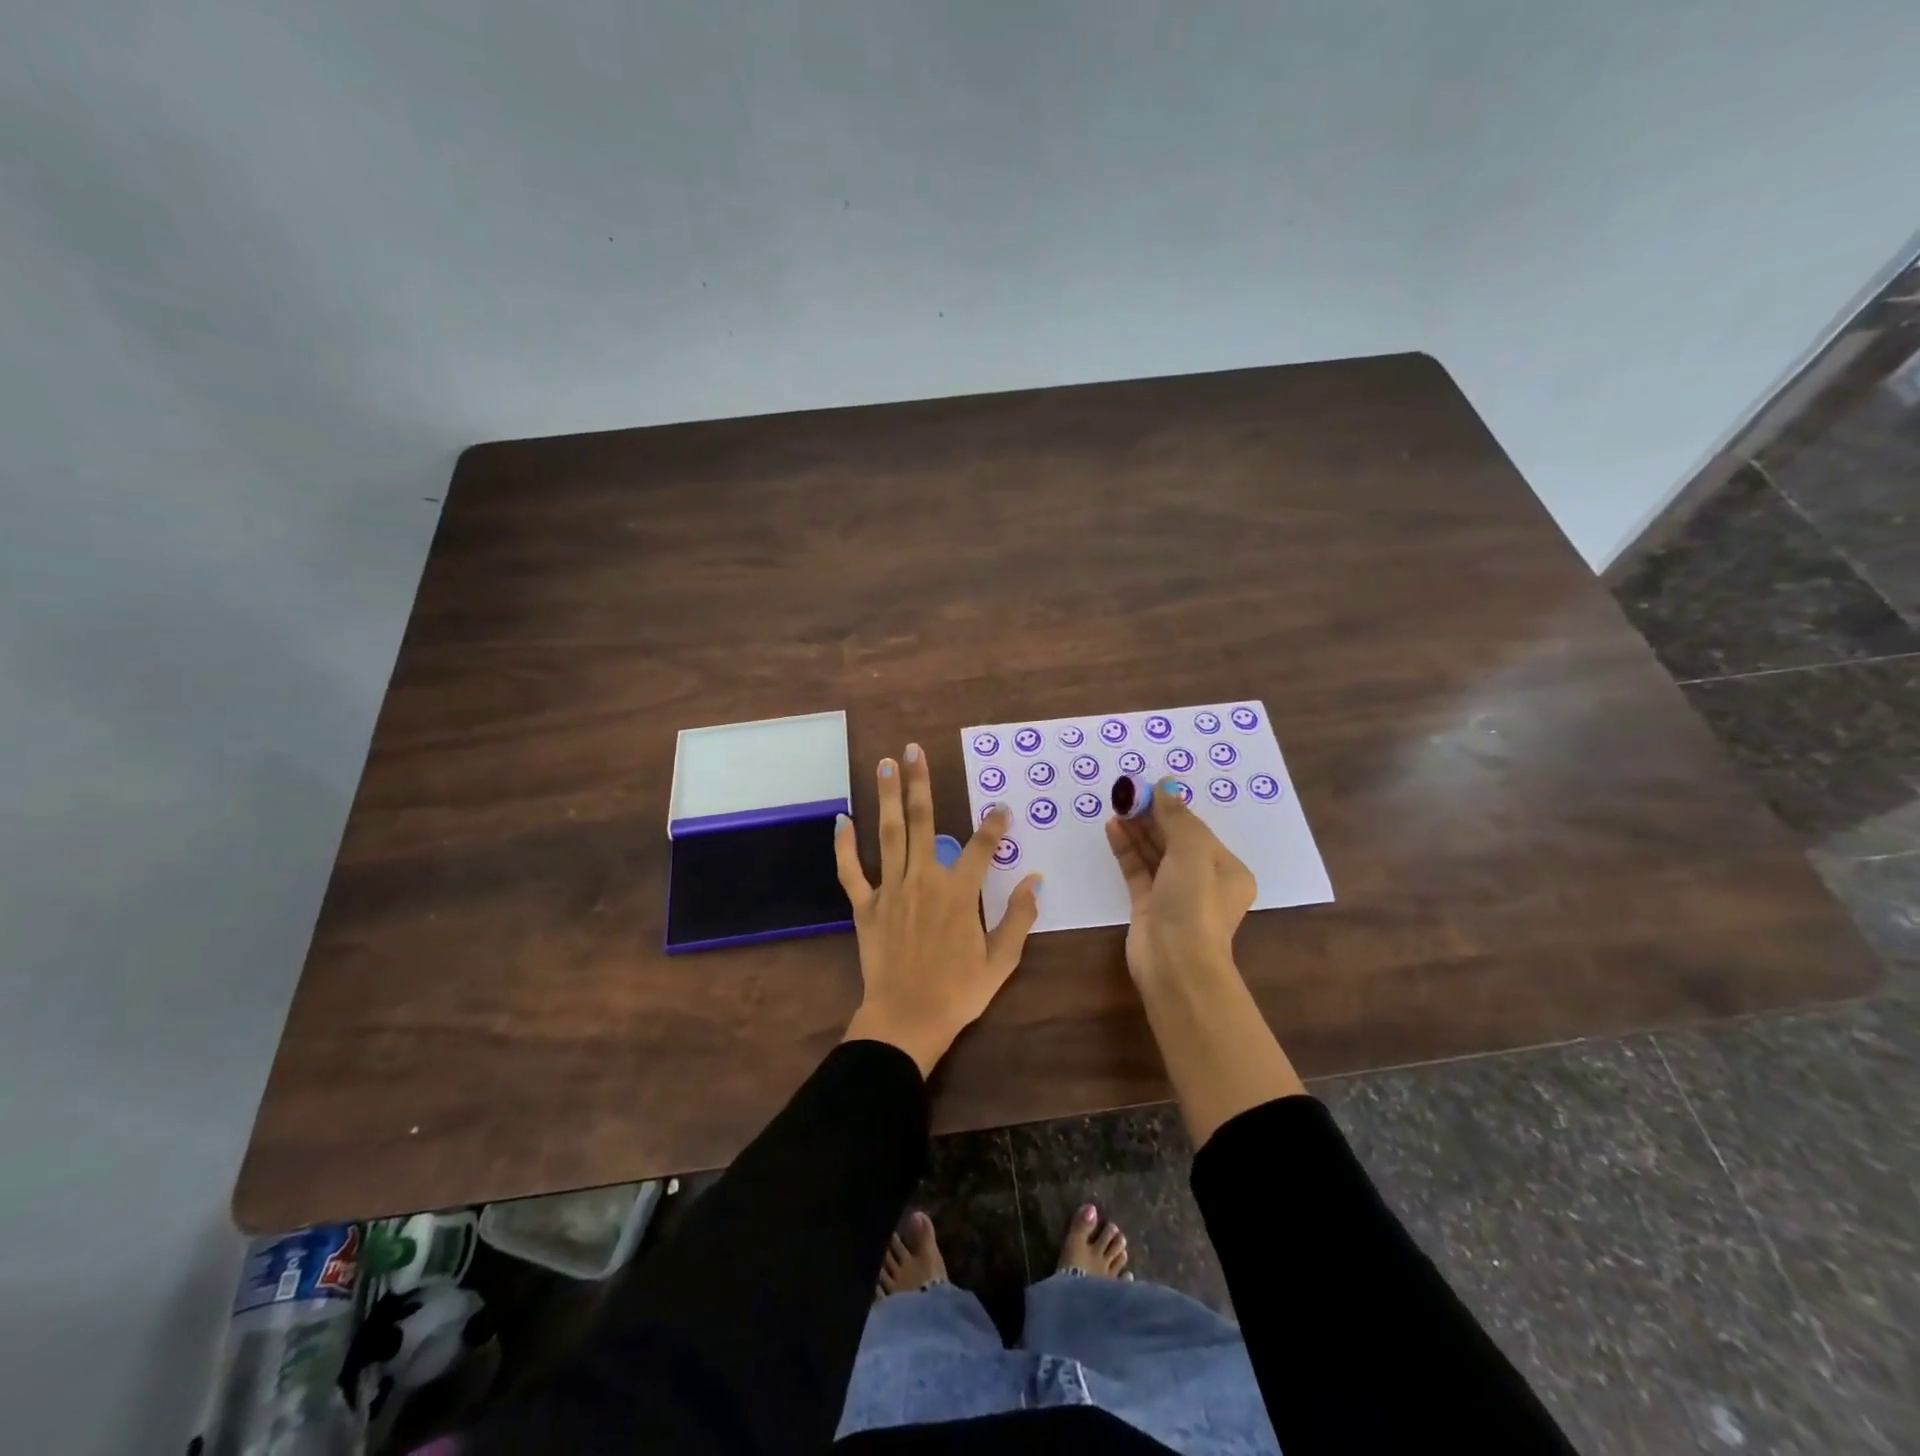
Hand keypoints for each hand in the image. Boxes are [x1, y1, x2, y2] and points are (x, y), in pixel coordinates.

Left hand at [836, 743, 1042, 1075]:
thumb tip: (1034, 880)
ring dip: (887, 797)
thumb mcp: (1002, 960)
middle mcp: (924, 880)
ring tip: (885, 765)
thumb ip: (1019, 917)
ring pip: (889, 834)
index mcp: (959, 893)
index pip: (981, 846)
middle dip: (920, 783)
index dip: (994, 824)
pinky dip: (844, 846)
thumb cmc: (958, 992)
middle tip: (914, 750)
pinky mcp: (865, 906)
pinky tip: (841, 819)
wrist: (907, 1020)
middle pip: (924, 823)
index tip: (1001, 806)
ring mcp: (891, 890)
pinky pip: (851, 871)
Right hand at [1105, 779, 1256, 988]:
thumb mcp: (1192, 852)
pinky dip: (1126, 850)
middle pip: (1174, 840)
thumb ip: (1177, 817)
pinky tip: (1112, 829)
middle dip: (1151, 816)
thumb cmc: (1194, 904)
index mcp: (1227, 870)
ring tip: (1116, 806)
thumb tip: (1166, 785)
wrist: (1176, 964)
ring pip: (1154, 854)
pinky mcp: (1148, 907)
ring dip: (1137, 830)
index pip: (1197, 830)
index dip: (1172, 807)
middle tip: (1126, 794)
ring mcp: (1174, 895)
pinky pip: (1137, 871)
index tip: (1147, 787)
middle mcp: (1203, 881)